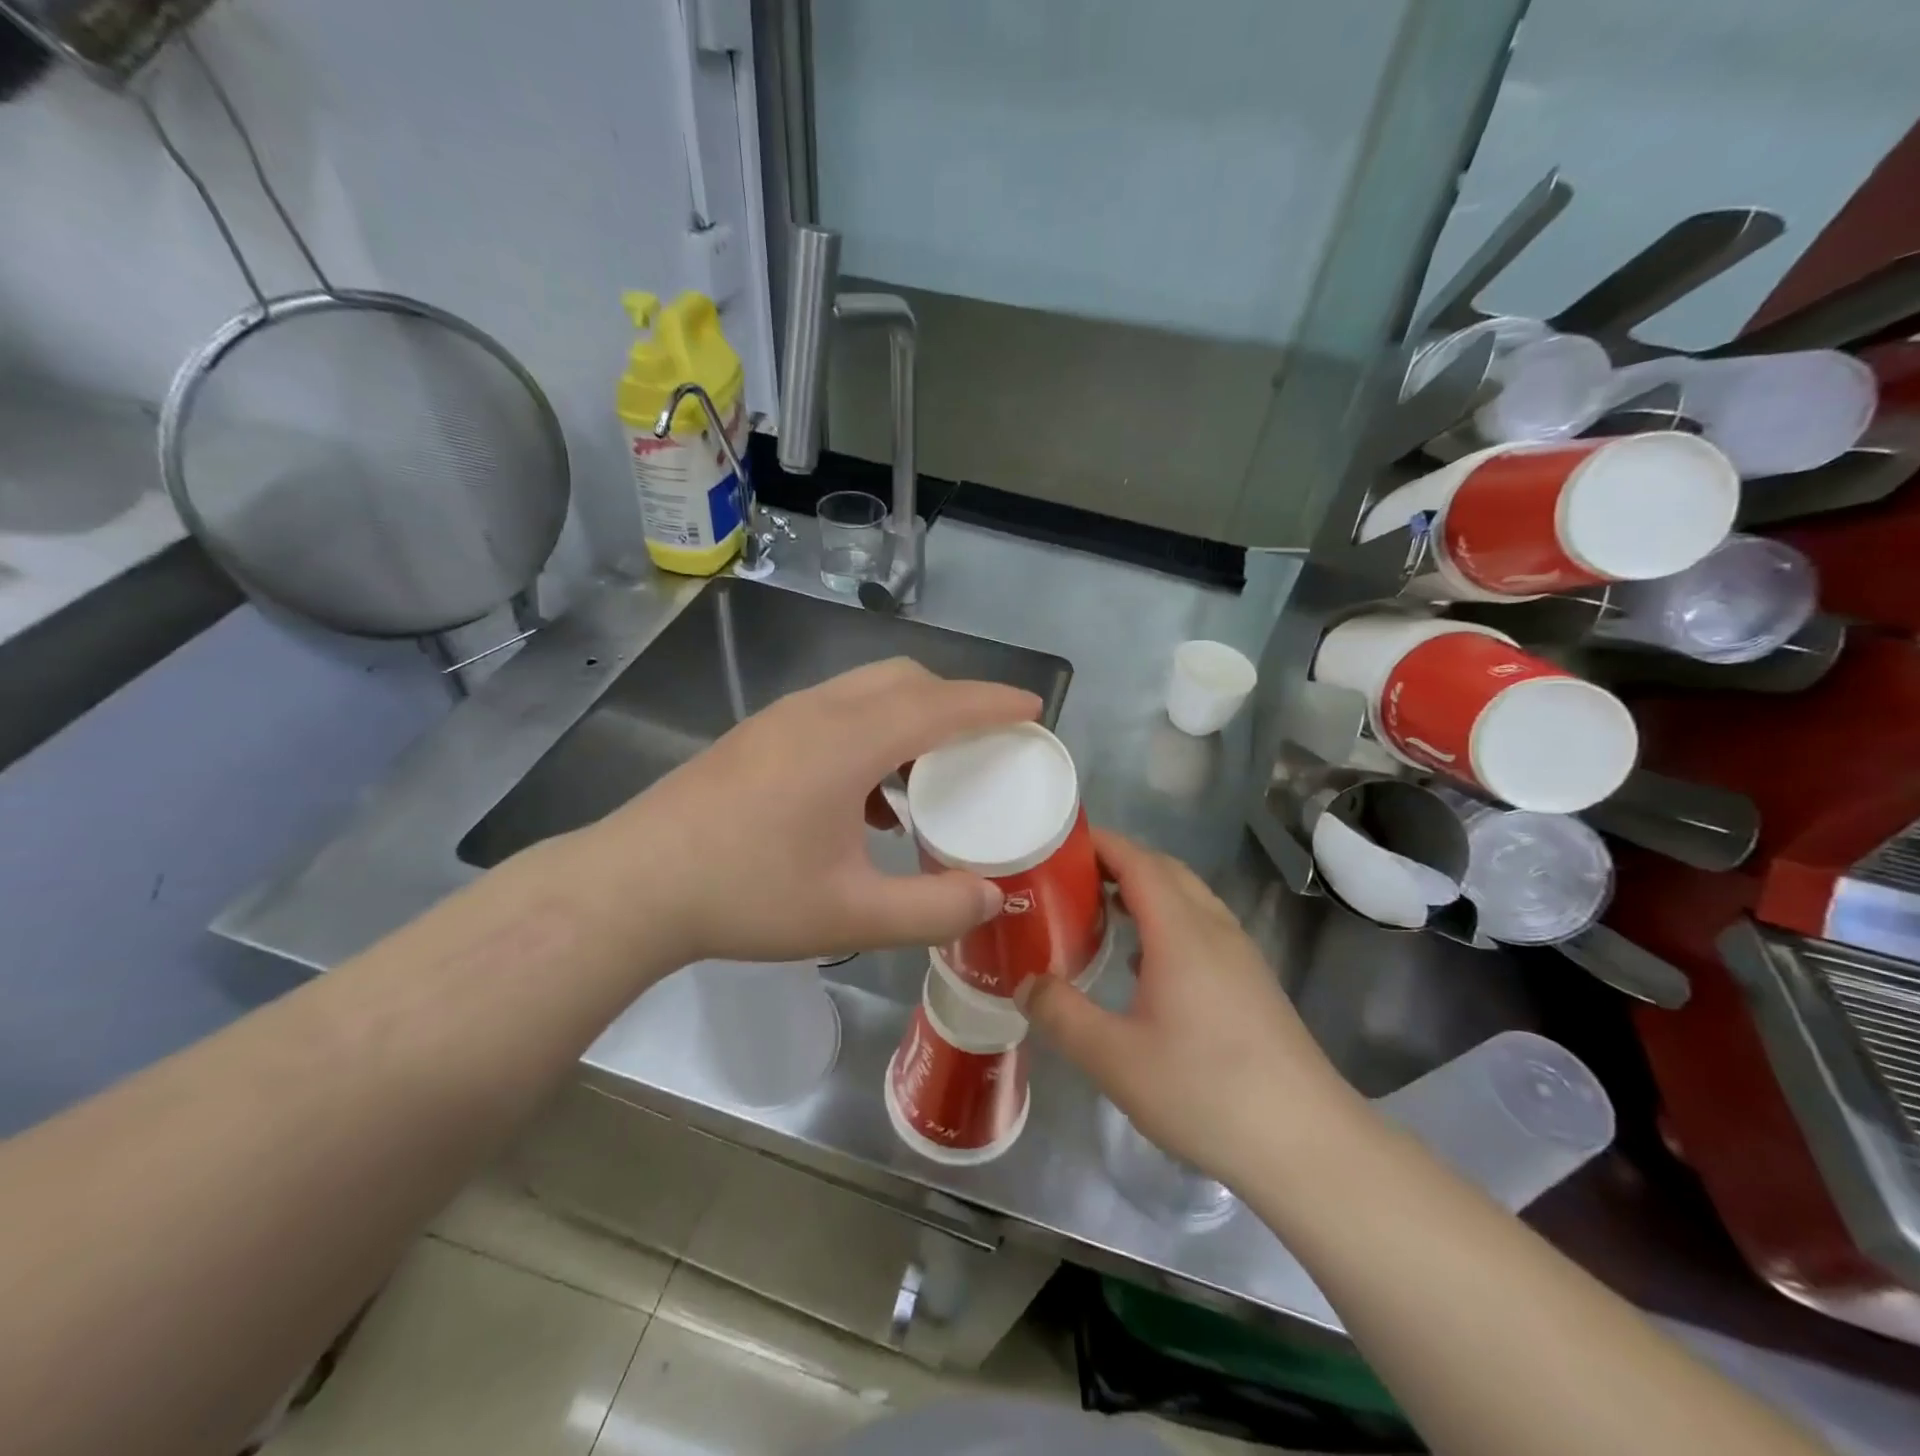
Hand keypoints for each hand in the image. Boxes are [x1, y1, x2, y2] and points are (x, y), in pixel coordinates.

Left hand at [583, 658, 1038, 968]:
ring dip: (909, 716)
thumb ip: (932, 908)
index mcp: (849, 742)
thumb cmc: (747, 895)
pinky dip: (871, 732)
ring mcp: (781, 718)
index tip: (1033, 710)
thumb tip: (991, 897)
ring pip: (866, 691)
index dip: (994, 703)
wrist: (635, 885)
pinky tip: (866, 796)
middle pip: (904, 679)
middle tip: (986, 742)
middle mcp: (818, 712)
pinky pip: (834, 712)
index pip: (941, 705)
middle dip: (955, 700)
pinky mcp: (758, 735)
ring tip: (928, 773)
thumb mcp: (851, 915)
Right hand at [1025, 831, 1358, 1186]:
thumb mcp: (1114, 1059)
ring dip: (1143, 890)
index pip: (1136, 860)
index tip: (1056, 842)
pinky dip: (1166, 920)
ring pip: (1187, 898)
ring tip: (1099, 912)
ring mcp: (1240, 954)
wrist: (1307, 1144)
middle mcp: (1214, 928)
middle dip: (1116, 862)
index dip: (1098, 843)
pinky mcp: (1252, 982)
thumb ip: (1061, 1014)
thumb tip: (1024, 983)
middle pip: (1164, 870)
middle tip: (1068, 879)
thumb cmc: (1205, 1091)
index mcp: (1181, 930)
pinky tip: (1144, 963)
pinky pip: (1201, 927)